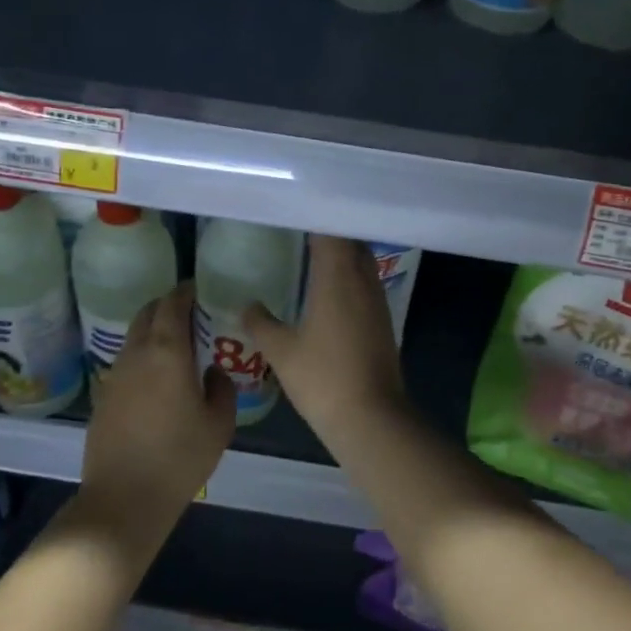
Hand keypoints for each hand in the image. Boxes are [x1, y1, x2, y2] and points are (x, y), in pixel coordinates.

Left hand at [79, 282, 234, 550]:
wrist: (124, 498)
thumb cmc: (179, 458)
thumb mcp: (219, 424)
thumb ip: (222, 388)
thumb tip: (212, 371)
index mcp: (166, 351)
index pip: (172, 304)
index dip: (186, 291)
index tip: (201, 289)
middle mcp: (136, 354)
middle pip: (147, 313)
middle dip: (167, 306)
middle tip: (192, 314)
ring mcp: (115, 374)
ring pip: (134, 337)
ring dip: (153, 331)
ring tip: (178, 346)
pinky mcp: (103, 395)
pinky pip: (126, 361)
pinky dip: (142, 356)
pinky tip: (158, 378)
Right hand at [244, 235, 407, 436]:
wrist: (372, 418)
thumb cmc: (323, 379)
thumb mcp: (281, 351)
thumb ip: (261, 323)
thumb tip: (247, 305)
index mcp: (338, 277)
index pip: (331, 230)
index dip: (313, 216)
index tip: (292, 212)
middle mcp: (363, 280)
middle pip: (351, 241)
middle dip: (329, 232)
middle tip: (299, 232)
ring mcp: (377, 301)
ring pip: (362, 262)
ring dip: (342, 255)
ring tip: (312, 257)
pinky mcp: (383, 321)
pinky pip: (366, 284)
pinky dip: (349, 278)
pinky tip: (329, 292)